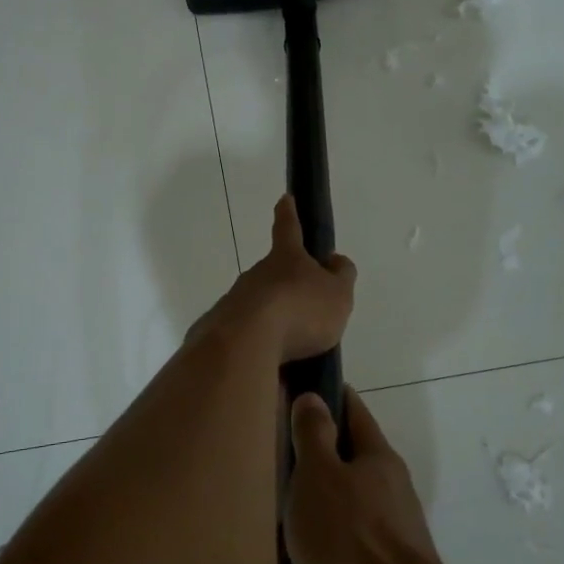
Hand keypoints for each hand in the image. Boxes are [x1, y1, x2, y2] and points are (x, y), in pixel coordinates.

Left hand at [203, 194, 356, 362]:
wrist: (247, 343)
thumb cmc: (300, 310)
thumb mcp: (338, 294)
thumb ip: (341, 276)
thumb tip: (335, 261)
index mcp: (286, 258)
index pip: (289, 228)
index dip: (289, 213)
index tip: (285, 198)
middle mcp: (256, 274)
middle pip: (274, 274)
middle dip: (288, 287)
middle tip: (306, 309)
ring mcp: (235, 301)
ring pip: (260, 306)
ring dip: (276, 320)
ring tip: (295, 347)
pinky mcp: (221, 331)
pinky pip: (249, 335)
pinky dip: (262, 345)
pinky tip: (275, 365)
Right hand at [285, 388, 441, 563]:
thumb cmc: (349, 536)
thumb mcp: (318, 475)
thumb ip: (313, 435)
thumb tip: (314, 397)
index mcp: (378, 457)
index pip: (355, 411)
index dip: (332, 396)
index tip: (306, 389)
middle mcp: (393, 487)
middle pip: (357, 457)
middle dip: (326, 452)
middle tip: (285, 452)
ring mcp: (396, 530)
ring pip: (356, 501)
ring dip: (329, 498)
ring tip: (291, 505)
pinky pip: (355, 540)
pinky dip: (333, 536)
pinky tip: (310, 551)